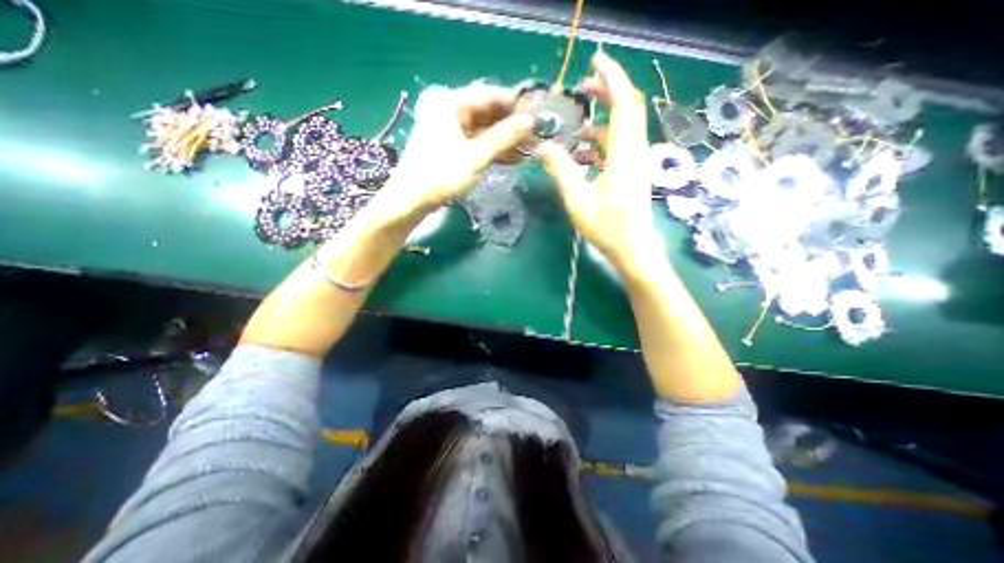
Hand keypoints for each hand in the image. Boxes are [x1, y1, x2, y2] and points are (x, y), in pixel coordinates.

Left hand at [377, 82, 532, 221]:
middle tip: (535, 135)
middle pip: (488, 112)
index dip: (515, 105)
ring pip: (484, 130)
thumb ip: (504, 137)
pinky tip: (512, 158)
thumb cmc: (442, 174)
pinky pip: (477, 143)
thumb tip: (531, 122)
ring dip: (505, 140)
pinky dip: (493, 150)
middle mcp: (450, 110)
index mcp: (452, 103)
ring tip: (529, 149)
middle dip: (512, 125)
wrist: (412, 199)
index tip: (538, 115)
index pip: (491, 95)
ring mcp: (450, 130)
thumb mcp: (476, 156)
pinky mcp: (451, 147)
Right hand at [534, 54, 664, 277]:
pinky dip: (603, 141)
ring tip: (577, 124)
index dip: (612, 77)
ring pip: (623, 128)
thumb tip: (541, 148)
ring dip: (603, 119)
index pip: (623, 103)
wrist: (633, 249)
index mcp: (624, 154)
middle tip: (583, 87)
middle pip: (627, 109)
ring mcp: (636, 162)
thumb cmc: (606, 227)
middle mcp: (635, 152)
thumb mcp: (577, 199)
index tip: (595, 60)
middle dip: (607, 92)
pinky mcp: (633, 172)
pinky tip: (584, 152)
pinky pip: (620, 146)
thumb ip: (560, 170)